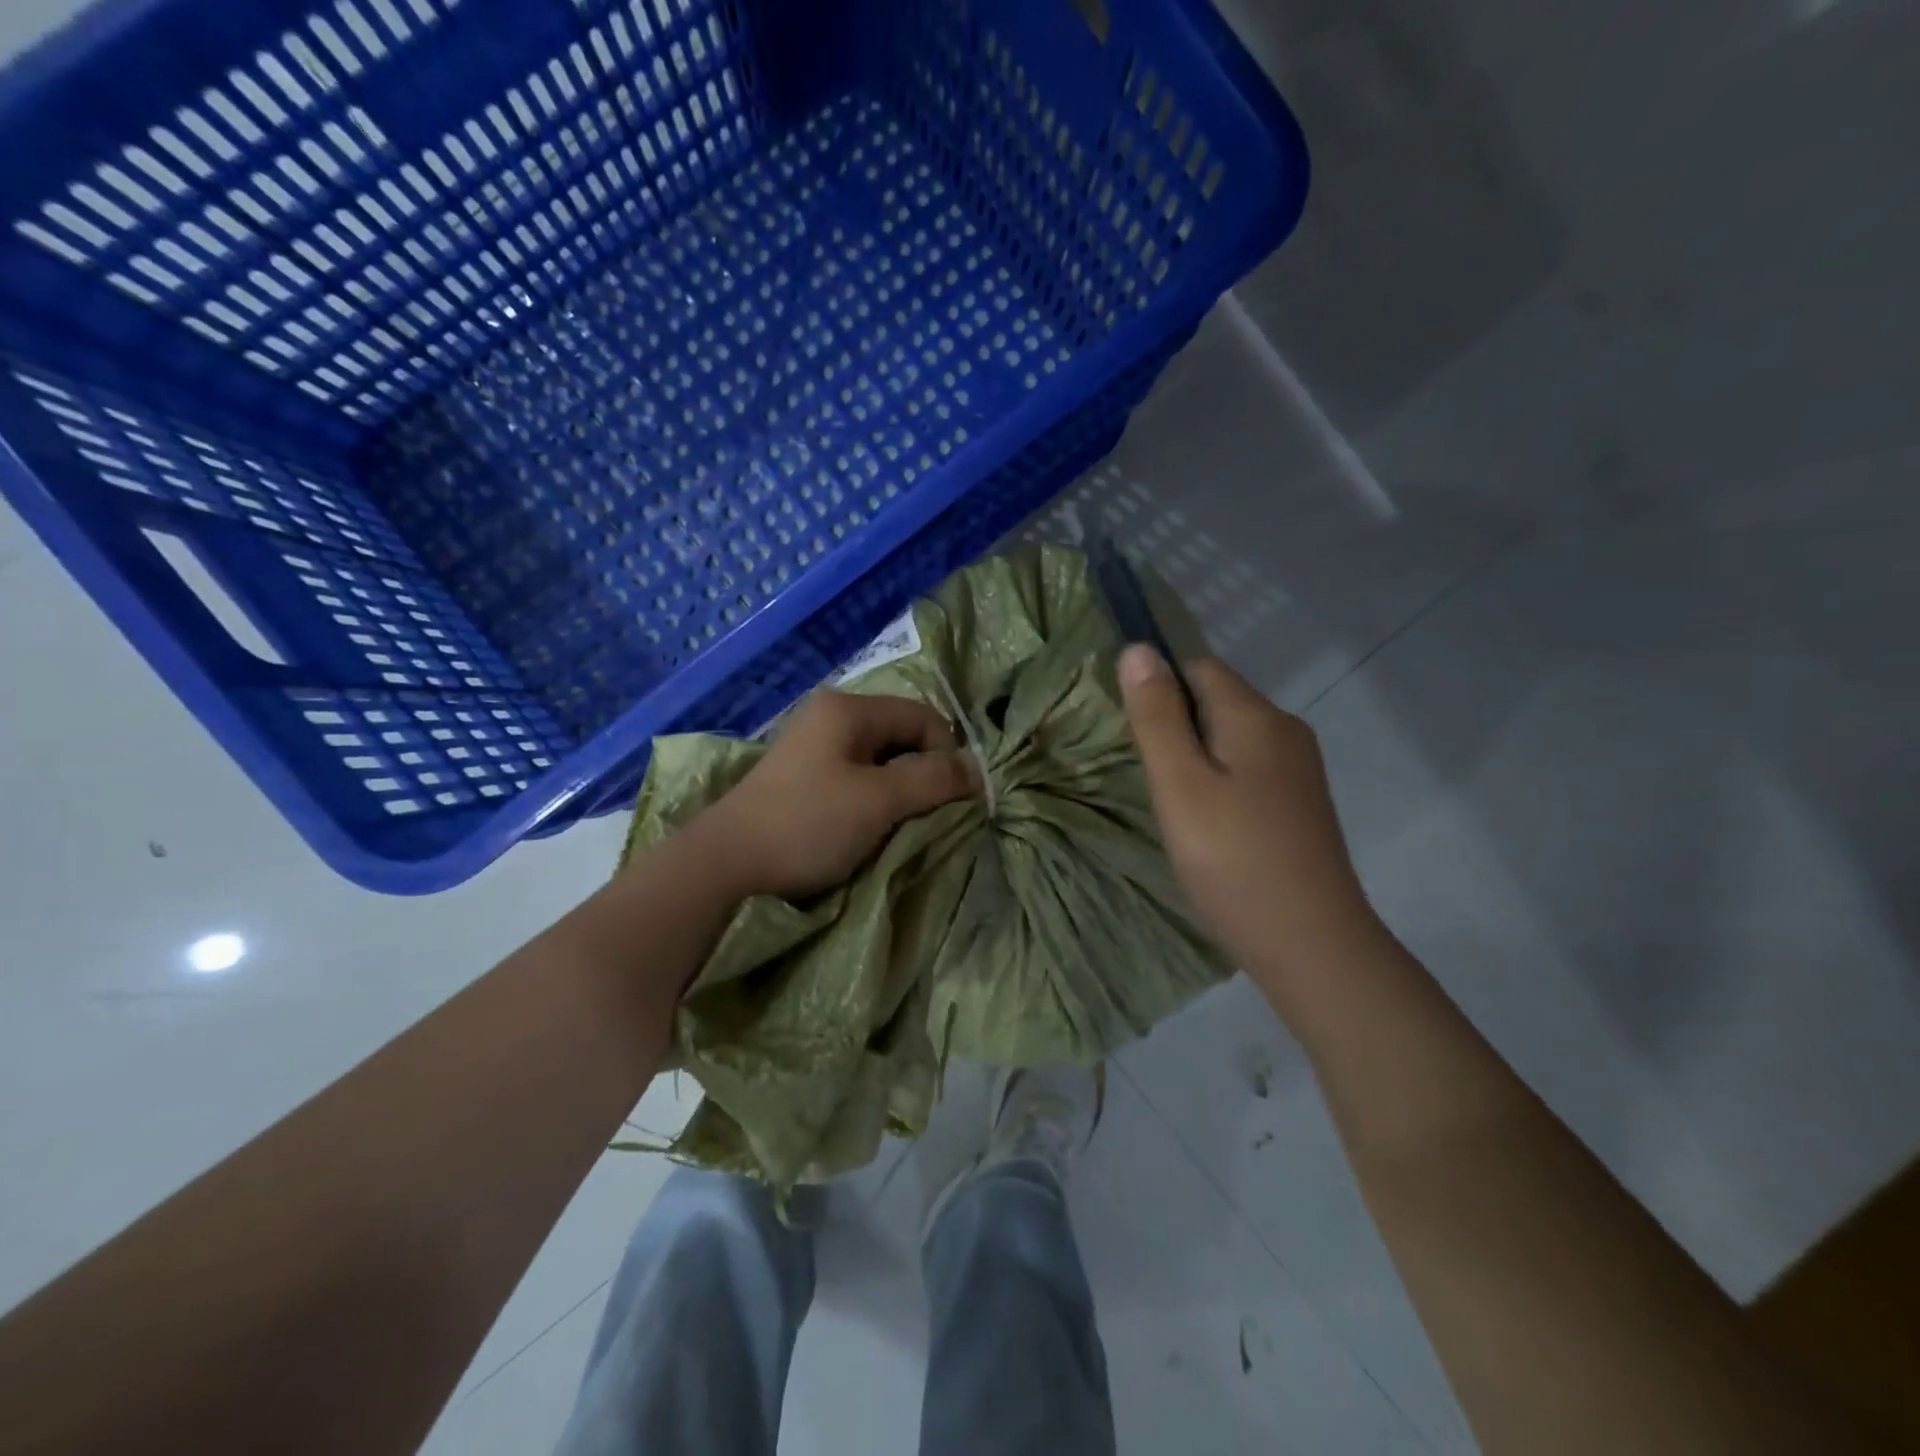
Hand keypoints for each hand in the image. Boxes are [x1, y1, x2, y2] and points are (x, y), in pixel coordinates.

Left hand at [691, 689, 979, 900]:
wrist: (725, 866)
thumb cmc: (808, 825)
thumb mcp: (879, 800)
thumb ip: (933, 779)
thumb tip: (977, 771)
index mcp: (848, 709)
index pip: (923, 717)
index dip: (947, 755)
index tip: (954, 800)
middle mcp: (831, 716)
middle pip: (902, 736)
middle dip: (924, 774)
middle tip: (929, 816)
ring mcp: (813, 746)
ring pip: (881, 760)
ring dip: (900, 791)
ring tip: (901, 826)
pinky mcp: (803, 777)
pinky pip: (856, 778)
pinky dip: (874, 800)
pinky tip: (870, 828)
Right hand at [1119, 645, 1377, 974]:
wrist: (1311, 943)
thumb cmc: (1233, 859)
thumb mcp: (1180, 785)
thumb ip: (1157, 717)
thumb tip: (1138, 648)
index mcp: (1256, 716)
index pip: (1198, 666)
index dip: (1158, 684)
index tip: (1128, 728)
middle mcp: (1285, 730)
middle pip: (1217, 699)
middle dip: (1174, 721)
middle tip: (1144, 772)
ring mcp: (1299, 769)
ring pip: (1232, 736)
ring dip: (1195, 753)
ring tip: (1170, 800)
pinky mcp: (1300, 803)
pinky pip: (1249, 768)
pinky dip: (1219, 779)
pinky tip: (1206, 821)